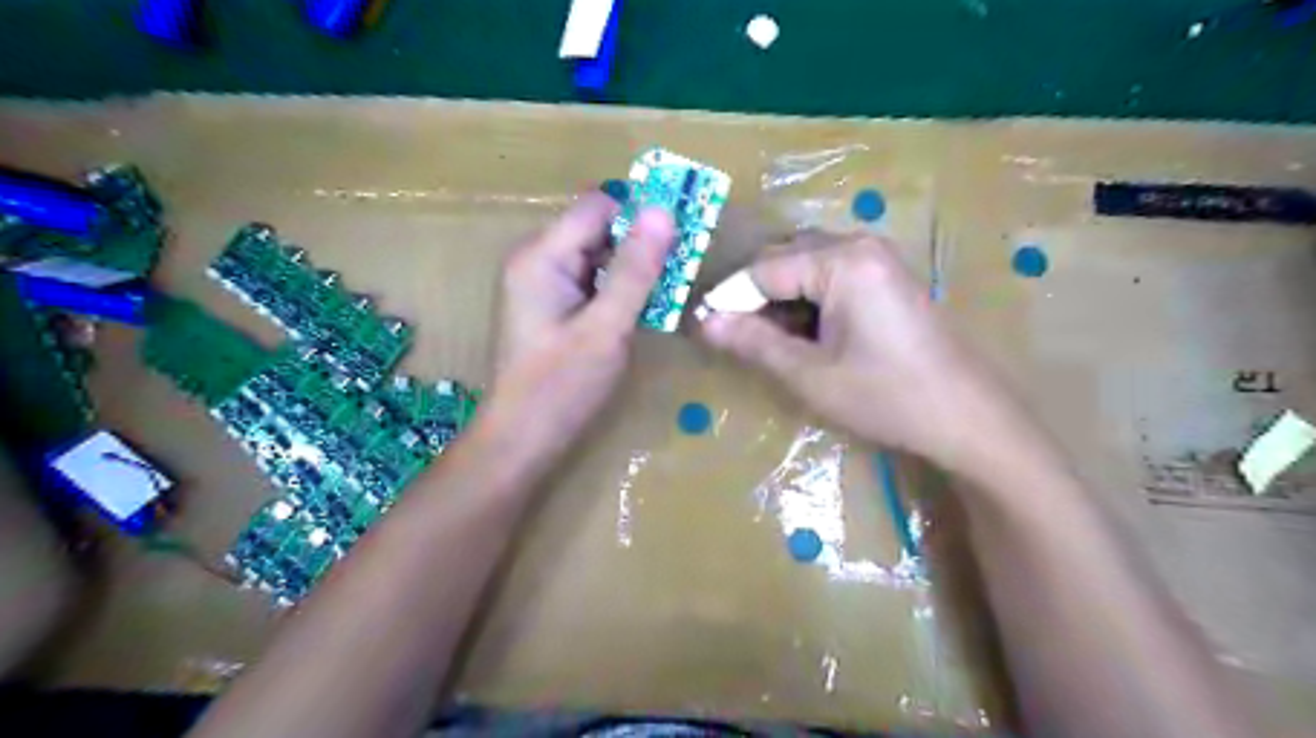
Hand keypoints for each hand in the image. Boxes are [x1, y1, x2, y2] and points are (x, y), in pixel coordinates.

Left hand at [478, 193, 673, 469]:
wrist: (521, 440)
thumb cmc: (561, 387)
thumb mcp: (606, 328)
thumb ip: (635, 270)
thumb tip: (663, 210)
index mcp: (541, 256)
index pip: (599, 206)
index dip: (641, 212)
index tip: (684, 231)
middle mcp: (537, 259)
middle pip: (598, 228)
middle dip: (642, 242)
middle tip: (684, 265)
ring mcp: (542, 283)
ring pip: (599, 255)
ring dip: (635, 268)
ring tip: (671, 288)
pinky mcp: (551, 305)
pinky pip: (593, 281)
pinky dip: (620, 289)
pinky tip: (644, 308)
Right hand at [705, 232, 1032, 474]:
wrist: (968, 418)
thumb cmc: (887, 397)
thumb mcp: (810, 375)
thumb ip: (754, 342)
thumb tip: (704, 322)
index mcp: (842, 261)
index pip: (764, 269)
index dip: (729, 298)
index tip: (701, 327)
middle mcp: (860, 245)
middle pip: (785, 259)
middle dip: (755, 297)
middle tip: (733, 338)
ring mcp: (878, 259)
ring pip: (806, 268)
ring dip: (780, 300)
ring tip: (767, 342)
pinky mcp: (887, 278)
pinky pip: (832, 277)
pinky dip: (808, 302)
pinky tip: (804, 336)